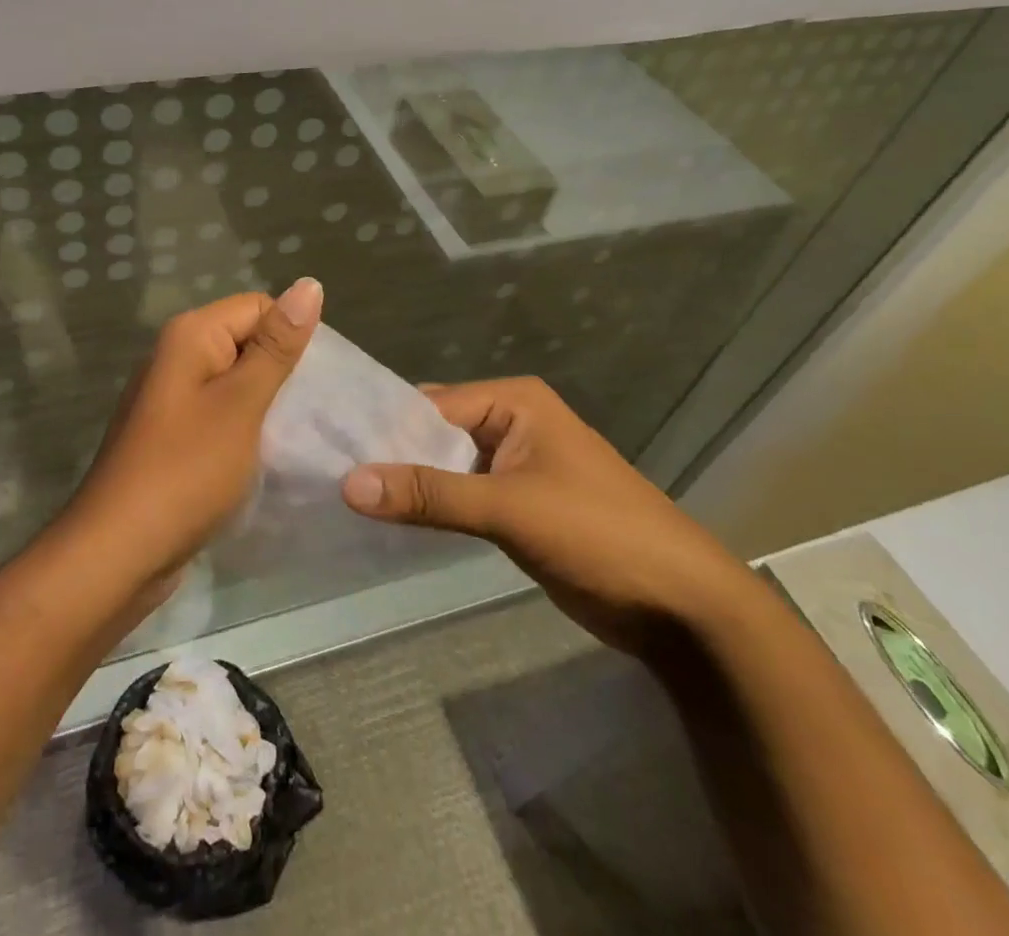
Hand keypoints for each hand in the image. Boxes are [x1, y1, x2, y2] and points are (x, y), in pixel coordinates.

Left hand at [63, 280, 322, 593]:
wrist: (119, 552)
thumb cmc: (186, 471)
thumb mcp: (241, 404)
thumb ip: (276, 346)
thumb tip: (309, 284)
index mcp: (190, 335)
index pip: (259, 306)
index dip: (292, 337)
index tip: (317, 382)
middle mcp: (177, 356)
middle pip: (247, 341)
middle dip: (283, 371)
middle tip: (317, 411)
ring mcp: (172, 398)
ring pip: (236, 381)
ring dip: (268, 403)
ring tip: (300, 434)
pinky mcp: (174, 435)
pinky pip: (221, 413)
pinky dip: (247, 428)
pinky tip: (268, 455)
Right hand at [339, 376, 757, 659]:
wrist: (681, 607)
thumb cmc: (599, 533)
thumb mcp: (509, 508)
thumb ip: (429, 494)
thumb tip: (348, 483)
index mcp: (513, 401)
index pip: (429, 404)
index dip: (381, 428)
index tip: (327, 448)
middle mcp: (510, 422)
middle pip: (434, 432)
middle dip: (391, 456)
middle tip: (328, 474)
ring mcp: (514, 465)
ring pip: (444, 465)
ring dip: (408, 483)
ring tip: (345, 497)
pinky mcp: (516, 504)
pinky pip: (460, 494)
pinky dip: (431, 506)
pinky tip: (389, 520)